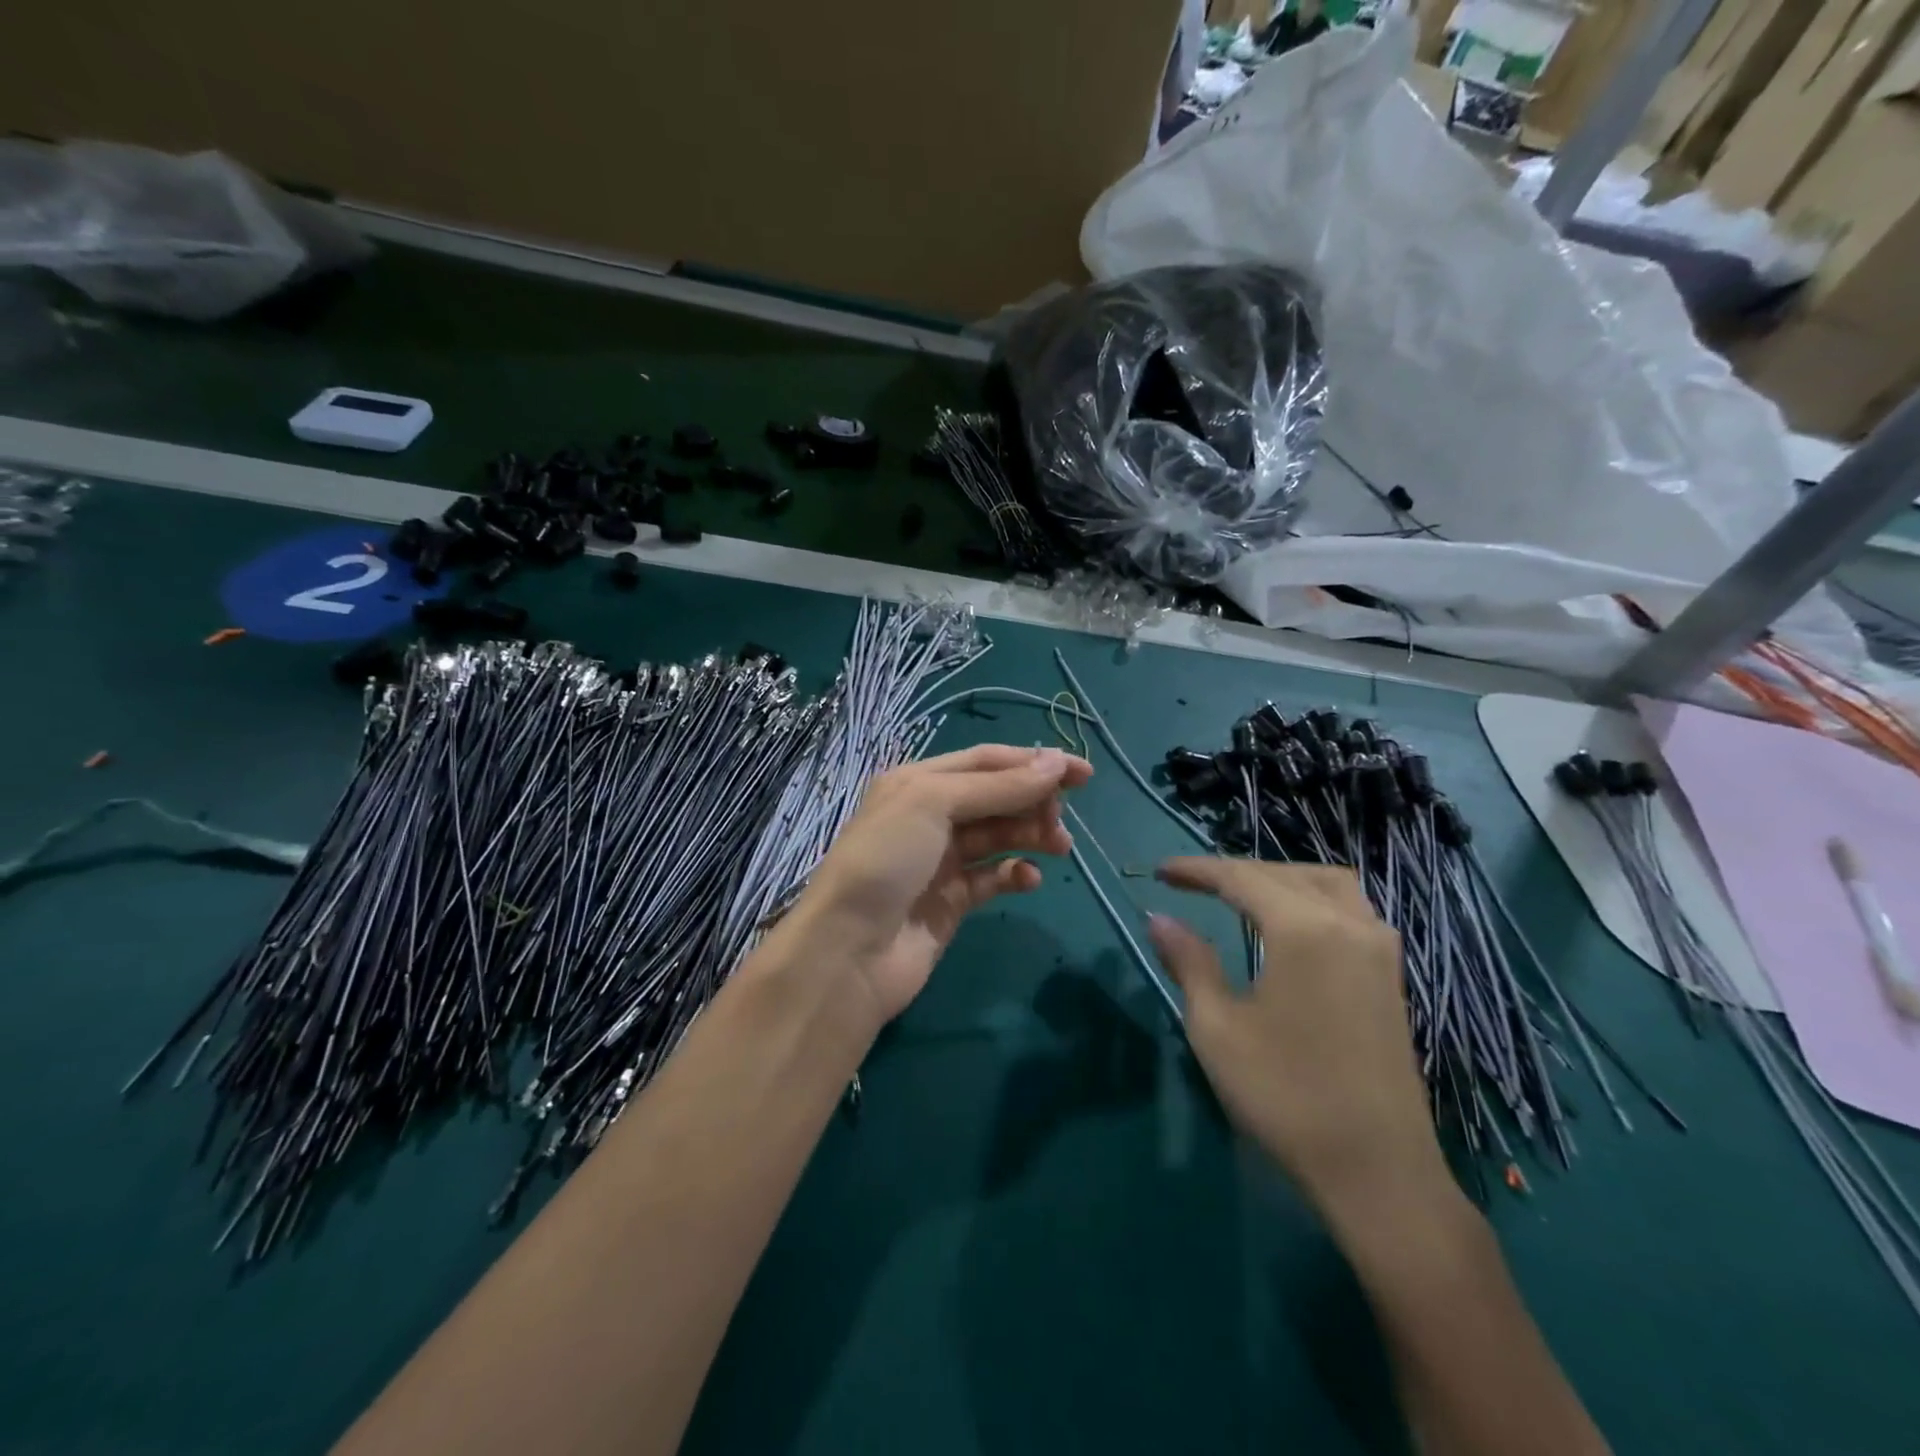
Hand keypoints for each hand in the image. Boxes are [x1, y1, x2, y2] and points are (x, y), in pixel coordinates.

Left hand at [788, 744, 1092, 1031]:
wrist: (849, 949)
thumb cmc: (886, 859)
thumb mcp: (934, 804)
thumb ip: (997, 786)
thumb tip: (1056, 763)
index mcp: (918, 782)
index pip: (985, 762)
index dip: (1033, 762)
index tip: (1083, 772)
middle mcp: (929, 815)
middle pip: (995, 797)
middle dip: (1033, 801)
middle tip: (1062, 818)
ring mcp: (940, 860)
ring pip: (998, 836)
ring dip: (1031, 835)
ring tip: (1060, 846)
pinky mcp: (951, 901)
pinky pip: (993, 878)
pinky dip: (1015, 874)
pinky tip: (1030, 879)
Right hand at [1147, 859, 1448, 1227]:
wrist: (1378, 1171)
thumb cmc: (1286, 1096)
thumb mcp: (1218, 1028)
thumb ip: (1189, 962)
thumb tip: (1159, 919)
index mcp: (1304, 930)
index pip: (1241, 878)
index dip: (1197, 870)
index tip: (1160, 872)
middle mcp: (1348, 924)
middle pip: (1284, 874)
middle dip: (1234, 872)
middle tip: (1192, 884)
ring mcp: (1379, 948)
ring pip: (1326, 883)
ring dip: (1279, 879)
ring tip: (1241, 894)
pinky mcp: (1391, 974)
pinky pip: (1350, 908)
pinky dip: (1312, 898)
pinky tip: (1291, 924)